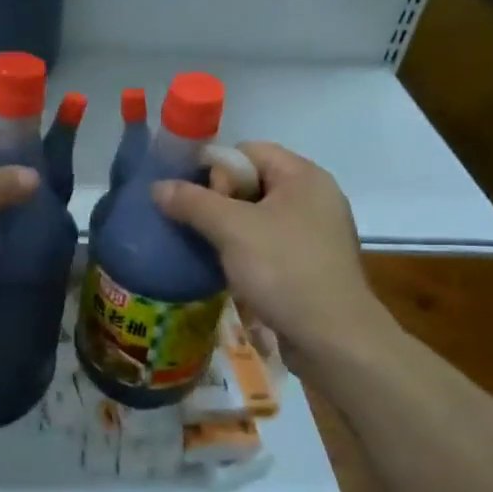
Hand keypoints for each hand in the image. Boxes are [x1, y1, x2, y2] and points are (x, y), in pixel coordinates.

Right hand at [151, 142, 383, 362]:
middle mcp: (314, 197)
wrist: (334, 340)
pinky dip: (247, 252)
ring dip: (229, 230)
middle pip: (253, 182)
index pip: (248, 151)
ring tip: (206, 249)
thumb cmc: (284, 270)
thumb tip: (158, 187)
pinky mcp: (313, 265)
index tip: (196, 199)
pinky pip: (271, 245)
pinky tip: (228, 271)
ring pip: (259, 216)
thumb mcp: (232, 230)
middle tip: (201, 227)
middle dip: (220, 201)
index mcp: (304, 176)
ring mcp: (317, 233)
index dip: (217, 169)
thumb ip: (192, 202)